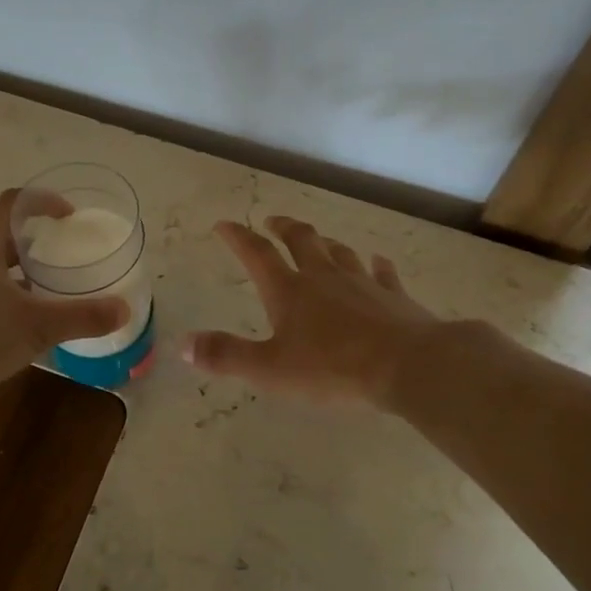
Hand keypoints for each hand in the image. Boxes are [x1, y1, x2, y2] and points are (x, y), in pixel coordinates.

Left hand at [0, 189, 129, 401]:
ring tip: (39, 286)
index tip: (69, 216)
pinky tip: (9, 318)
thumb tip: (124, 310)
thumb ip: (82, 316)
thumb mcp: (37, 326)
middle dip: (31, 239)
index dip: (45, 201)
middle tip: (60, 254)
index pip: (14, 201)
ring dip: (11, 266)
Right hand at [181, 216, 443, 406]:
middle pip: (300, 240)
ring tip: (318, 239)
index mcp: (289, 291)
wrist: (408, 366)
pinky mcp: (393, 296)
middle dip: (283, 227)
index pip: (257, 254)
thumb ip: (226, 356)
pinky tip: (378, 261)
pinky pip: (383, 273)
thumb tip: (182, 345)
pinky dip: (377, 265)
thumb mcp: (270, 369)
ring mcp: (362, 283)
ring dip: (325, 242)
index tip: (224, 224)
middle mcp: (323, 277)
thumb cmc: (333, 368)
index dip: (238, 237)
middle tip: (273, 221)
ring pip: (339, 251)